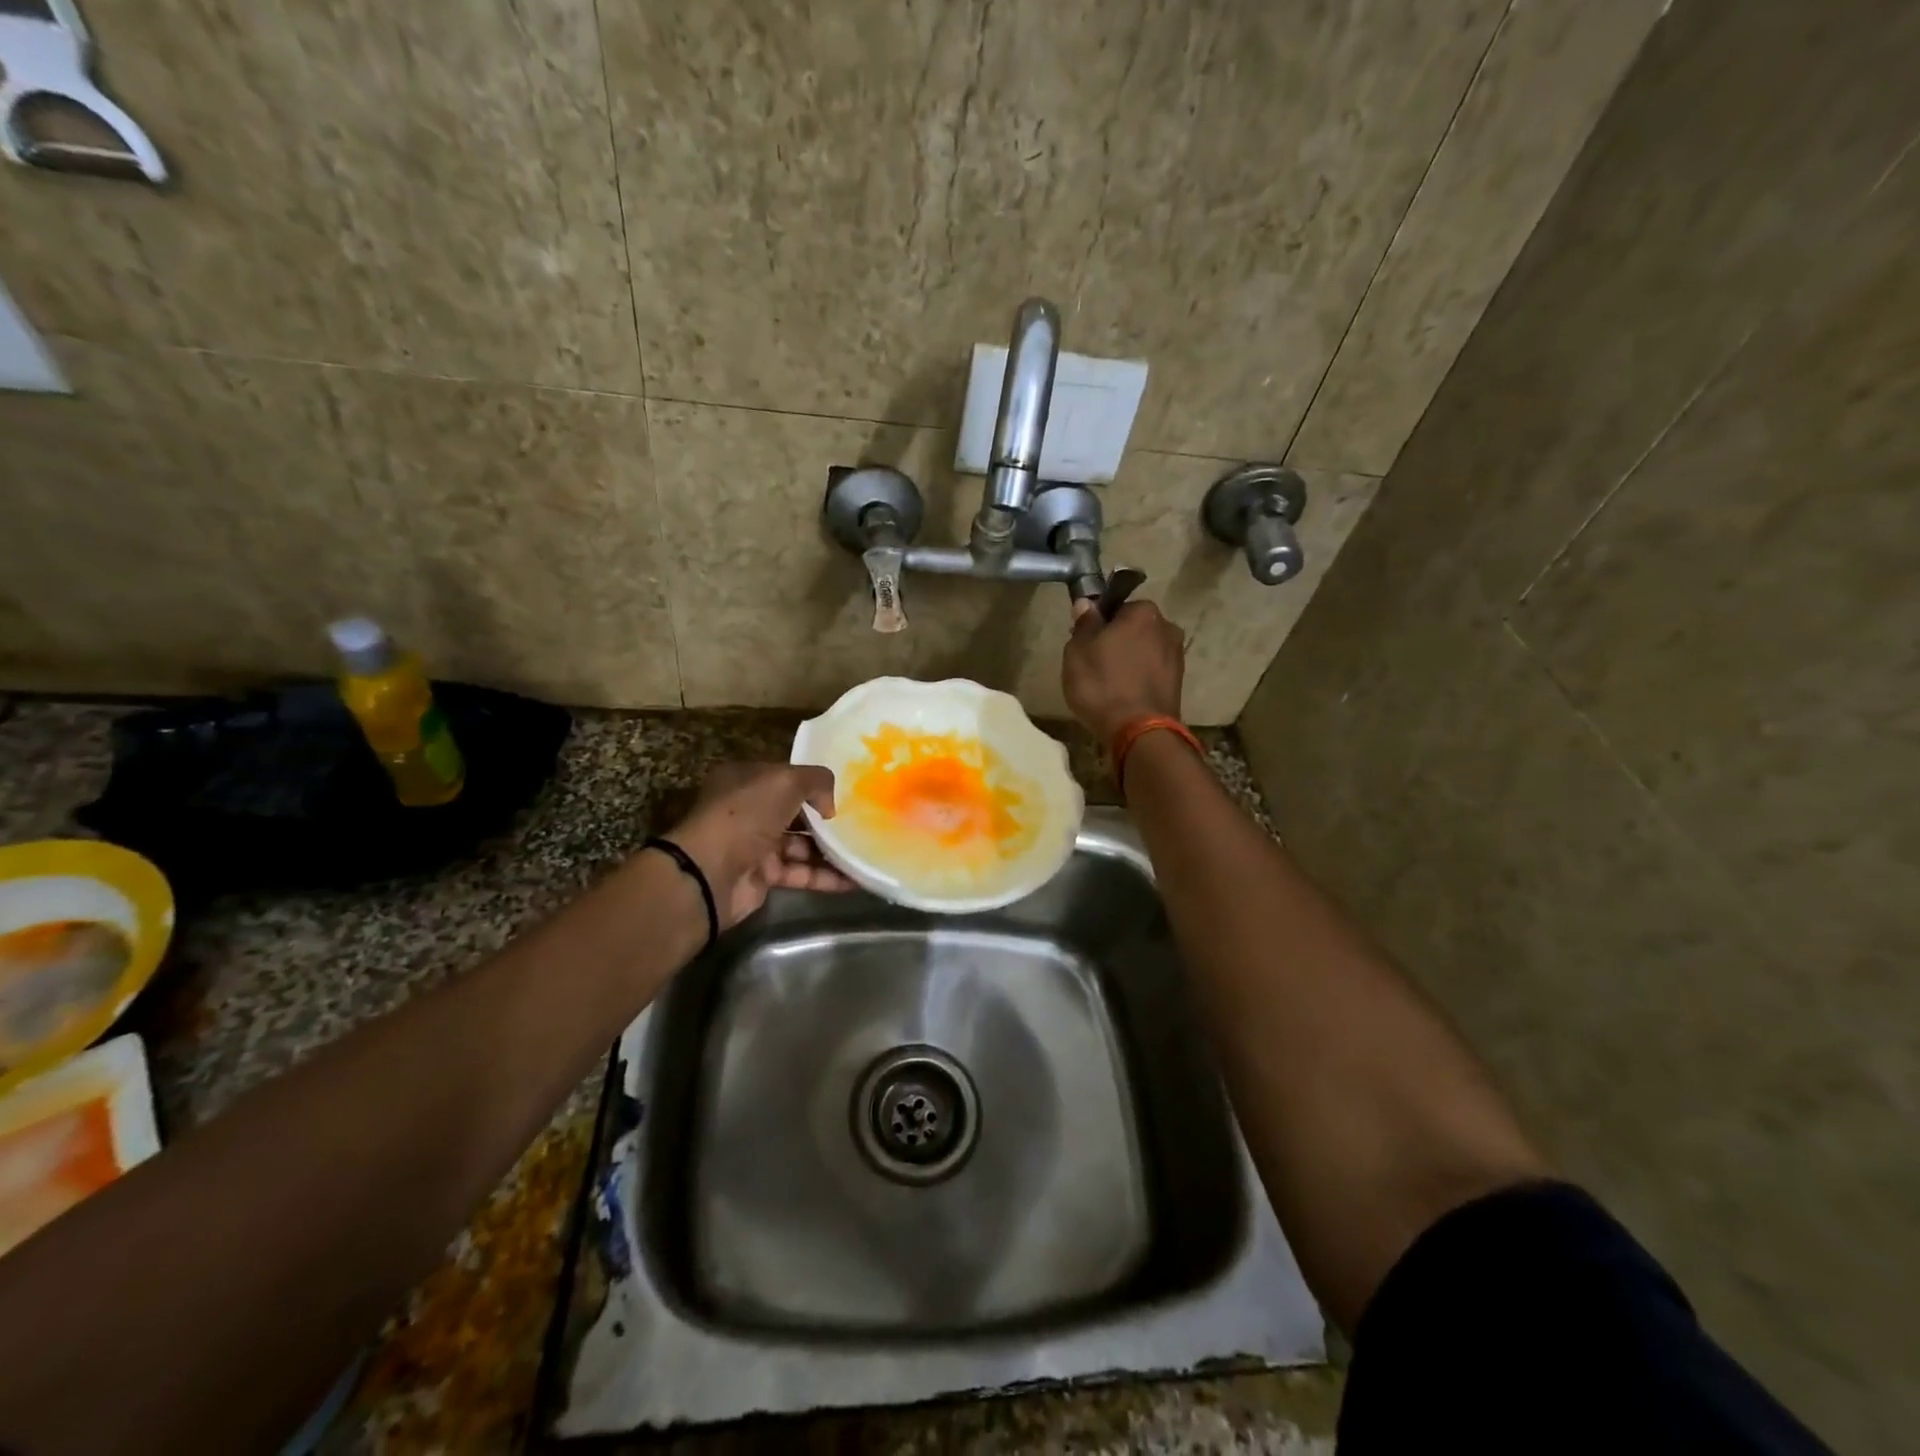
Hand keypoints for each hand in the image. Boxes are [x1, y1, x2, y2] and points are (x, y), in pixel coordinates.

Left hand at [665, 763, 854, 927]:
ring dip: (831, 850)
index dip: (813, 783)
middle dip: (826, 819)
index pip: (786, 776)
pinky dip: (826, 877)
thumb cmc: (745, 815)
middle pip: (796, 812)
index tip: (845, 790)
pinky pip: (801, 874)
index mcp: (746, 780)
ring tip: (865, 851)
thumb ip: (816, 781)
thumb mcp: (785, 781)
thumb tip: (829, 807)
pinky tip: (856, 879)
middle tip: (862, 821)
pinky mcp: (763, 877)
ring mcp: (755, 845)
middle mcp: (749, 810)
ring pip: (801, 845)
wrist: (709, 873)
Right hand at [1062, 598, 1186, 742]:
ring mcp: (1176, 656)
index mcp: (1143, 612)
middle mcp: (1167, 627)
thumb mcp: (1078, 650)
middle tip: (1093, 664)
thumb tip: (1087, 603)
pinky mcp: (1179, 683)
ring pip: (1144, 651)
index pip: (1116, 607)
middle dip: (1116, 641)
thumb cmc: (1103, 684)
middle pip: (1133, 629)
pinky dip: (1139, 679)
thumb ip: (1085, 623)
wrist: (1139, 731)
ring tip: (1108, 684)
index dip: (1098, 623)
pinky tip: (1123, 696)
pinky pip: (1151, 673)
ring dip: (1128, 661)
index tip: (1084, 642)